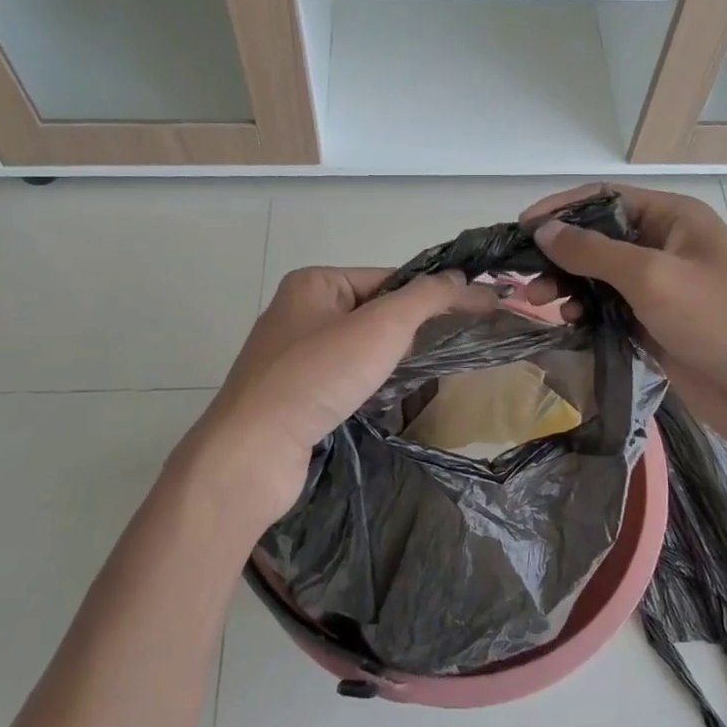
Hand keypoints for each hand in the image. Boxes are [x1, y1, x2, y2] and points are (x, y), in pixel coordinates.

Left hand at [178, 266, 495, 535]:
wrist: (254, 450)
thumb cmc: (318, 375)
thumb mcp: (382, 326)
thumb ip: (426, 298)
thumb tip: (461, 278)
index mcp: (315, 283)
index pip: (389, 276)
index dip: (431, 292)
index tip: (473, 310)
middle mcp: (299, 311)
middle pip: (374, 310)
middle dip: (412, 327)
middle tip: (452, 343)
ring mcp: (292, 355)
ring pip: (359, 346)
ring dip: (391, 357)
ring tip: (424, 371)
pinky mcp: (291, 394)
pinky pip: (343, 376)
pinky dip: (368, 382)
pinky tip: (386, 396)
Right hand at [520, 184, 726, 463]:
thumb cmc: (720, 321)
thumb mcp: (653, 277)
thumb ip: (593, 252)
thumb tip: (543, 230)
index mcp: (673, 219)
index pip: (605, 199)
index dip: (561, 210)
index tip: (521, 230)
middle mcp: (665, 247)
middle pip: (599, 239)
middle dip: (561, 254)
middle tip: (527, 281)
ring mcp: (662, 289)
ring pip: (601, 278)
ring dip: (570, 286)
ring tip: (545, 305)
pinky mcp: (656, 326)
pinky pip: (611, 310)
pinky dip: (587, 313)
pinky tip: (570, 324)